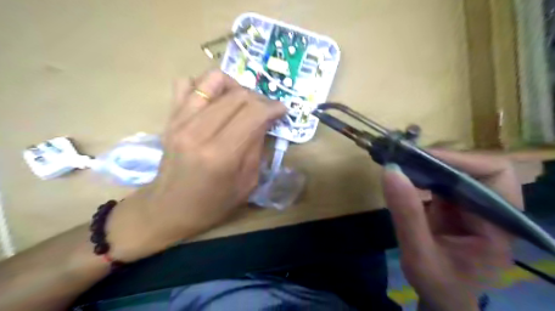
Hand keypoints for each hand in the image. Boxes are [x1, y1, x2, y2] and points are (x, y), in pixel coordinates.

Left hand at [106, 71, 285, 261]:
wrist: (169, 209)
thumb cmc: (212, 203)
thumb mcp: (246, 183)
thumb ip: (256, 147)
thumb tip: (264, 121)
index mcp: (221, 154)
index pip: (253, 113)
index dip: (273, 107)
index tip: (281, 110)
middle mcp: (199, 131)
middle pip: (237, 95)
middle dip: (259, 98)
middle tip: (265, 110)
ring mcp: (180, 121)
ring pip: (213, 80)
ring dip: (234, 86)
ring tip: (240, 101)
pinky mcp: (170, 118)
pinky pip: (186, 83)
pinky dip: (204, 86)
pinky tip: (214, 101)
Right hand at [384, 149, 522, 309]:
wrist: (442, 297)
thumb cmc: (438, 283)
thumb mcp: (418, 254)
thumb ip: (406, 215)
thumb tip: (390, 171)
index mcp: (498, 227)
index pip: (493, 178)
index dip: (460, 161)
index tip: (420, 158)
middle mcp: (494, 212)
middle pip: (480, 168)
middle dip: (443, 160)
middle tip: (409, 159)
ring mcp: (476, 207)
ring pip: (462, 171)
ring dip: (432, 164)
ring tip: (403, 162)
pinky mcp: (459, 205)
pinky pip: (446, 180)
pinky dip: (425, 173)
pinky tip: (407, 175)